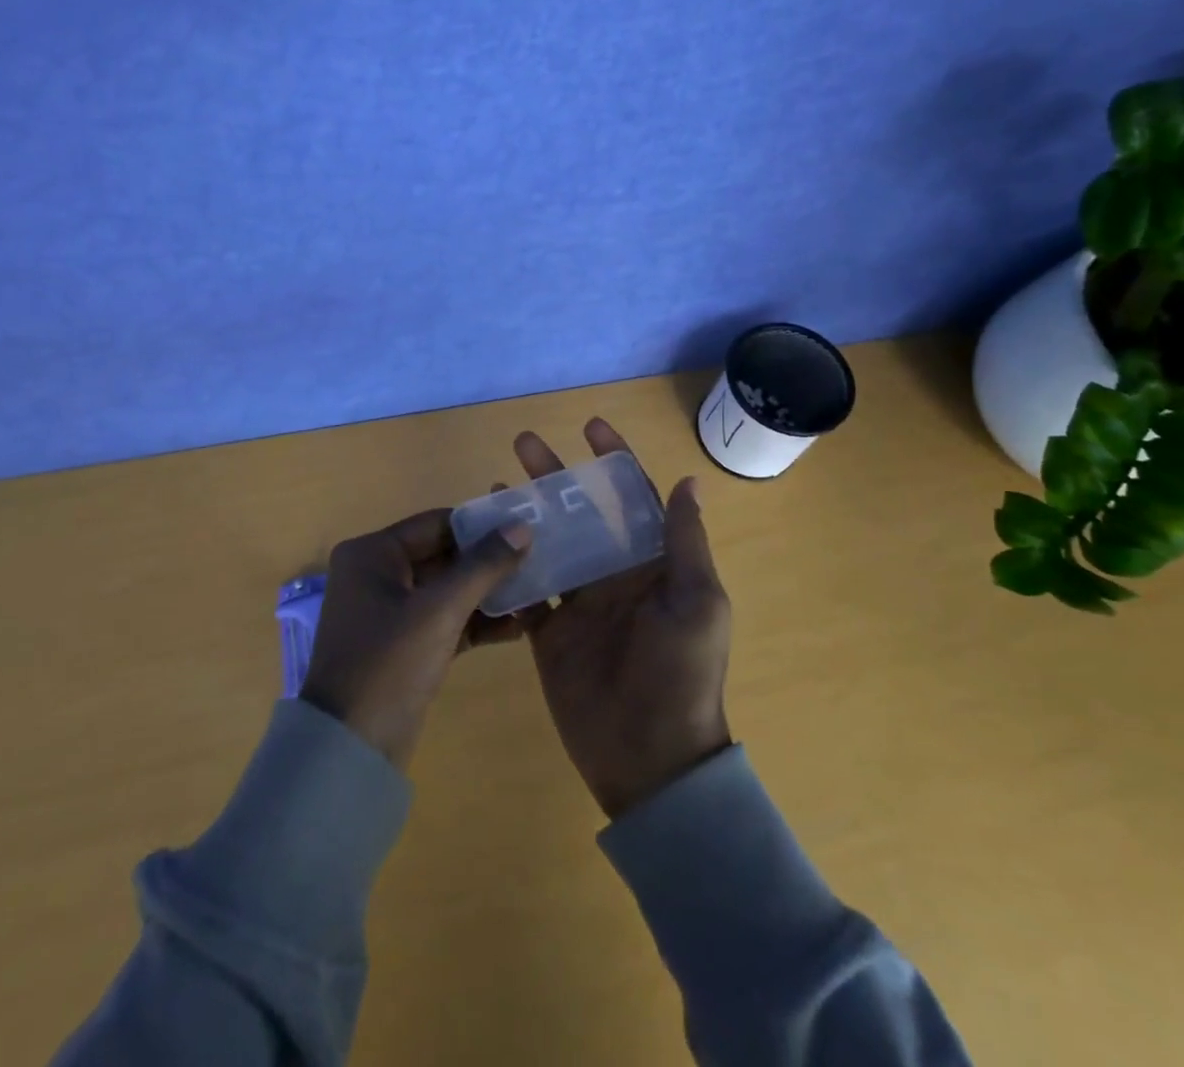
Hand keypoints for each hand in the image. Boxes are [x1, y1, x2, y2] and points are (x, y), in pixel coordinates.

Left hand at [301, 509, 532, 770]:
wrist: (351, 750)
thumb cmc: (390, 663)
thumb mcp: (440, 610)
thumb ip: (483, 566)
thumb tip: (522, 527)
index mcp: (372, 554)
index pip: (436, 524)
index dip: (481, 525)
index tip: (525, 528)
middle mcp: (377, 575)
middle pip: (443, 555)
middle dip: (489, 562)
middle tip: (538, 560)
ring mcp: (390, 612)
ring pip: (448, 590)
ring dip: (488, 593)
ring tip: (537, 593)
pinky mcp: (405, 645)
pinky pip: (445, 620)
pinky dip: (476, 622)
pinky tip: (518, 627)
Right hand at [504, 419, 733, 818]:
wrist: (651, 757)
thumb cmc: (682, 673)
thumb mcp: (698, 603)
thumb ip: (685, 543)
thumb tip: (688, 480)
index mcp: (651, 563)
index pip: (632, 498)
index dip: (613, 460)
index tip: (590, 426)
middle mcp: (613, 574)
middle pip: (581, 512)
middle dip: (555, 475)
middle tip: (523, 443)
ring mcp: (579, 602)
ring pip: (549, 542)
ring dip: (527, 511)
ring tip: (496, 482)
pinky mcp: (549, 632)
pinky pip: (526, 588)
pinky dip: (507, 563)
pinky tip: (484, 539)